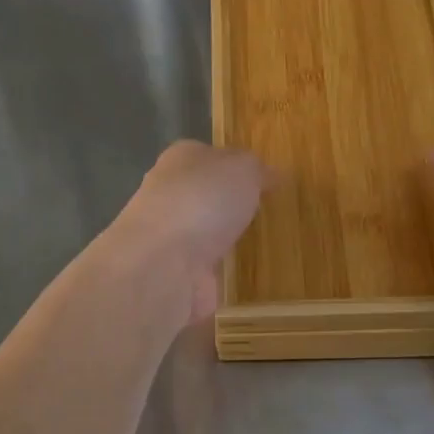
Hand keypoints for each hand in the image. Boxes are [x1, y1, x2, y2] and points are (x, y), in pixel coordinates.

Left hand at [109, 141, 268, 323]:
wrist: (162, 263)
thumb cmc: (203, 200)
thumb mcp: (243, 168)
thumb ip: (257, 170)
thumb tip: (270, 175)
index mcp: (180, 159)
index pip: (209, 155)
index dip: (235, 165)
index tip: (264, 180)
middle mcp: (169, 195)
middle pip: (204, 195)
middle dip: (229, 204)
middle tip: (266, 213)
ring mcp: (170, 237)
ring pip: (204, 234)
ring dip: (224, 241)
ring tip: (261, 247)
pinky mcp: (176, 275)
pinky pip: (206, 271)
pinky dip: (221, 274)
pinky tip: (245, 278)